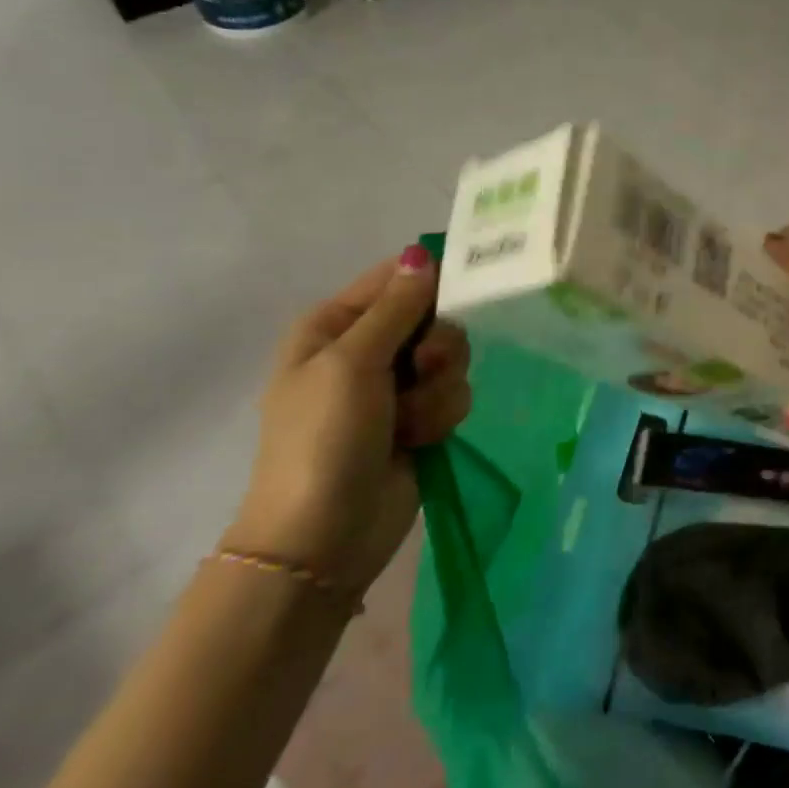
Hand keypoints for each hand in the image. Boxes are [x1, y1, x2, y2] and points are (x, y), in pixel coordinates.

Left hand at [227, 245, 471, 590]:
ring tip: (410, 420)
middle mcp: (367, 349)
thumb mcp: (353, 362)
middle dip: (437, 346)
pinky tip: (420, 439)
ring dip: (438, 389)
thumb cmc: (324, 438)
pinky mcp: (421, 418)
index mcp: (335, 325)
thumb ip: (397, 307)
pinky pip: (455, 394)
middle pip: (434, 317)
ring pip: (452, 358)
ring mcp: (395, 387)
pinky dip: (441, 416)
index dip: (431, 280)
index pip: (396, 278)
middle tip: (421, 369)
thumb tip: (422, 253)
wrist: (324, 534)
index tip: (464, 290)